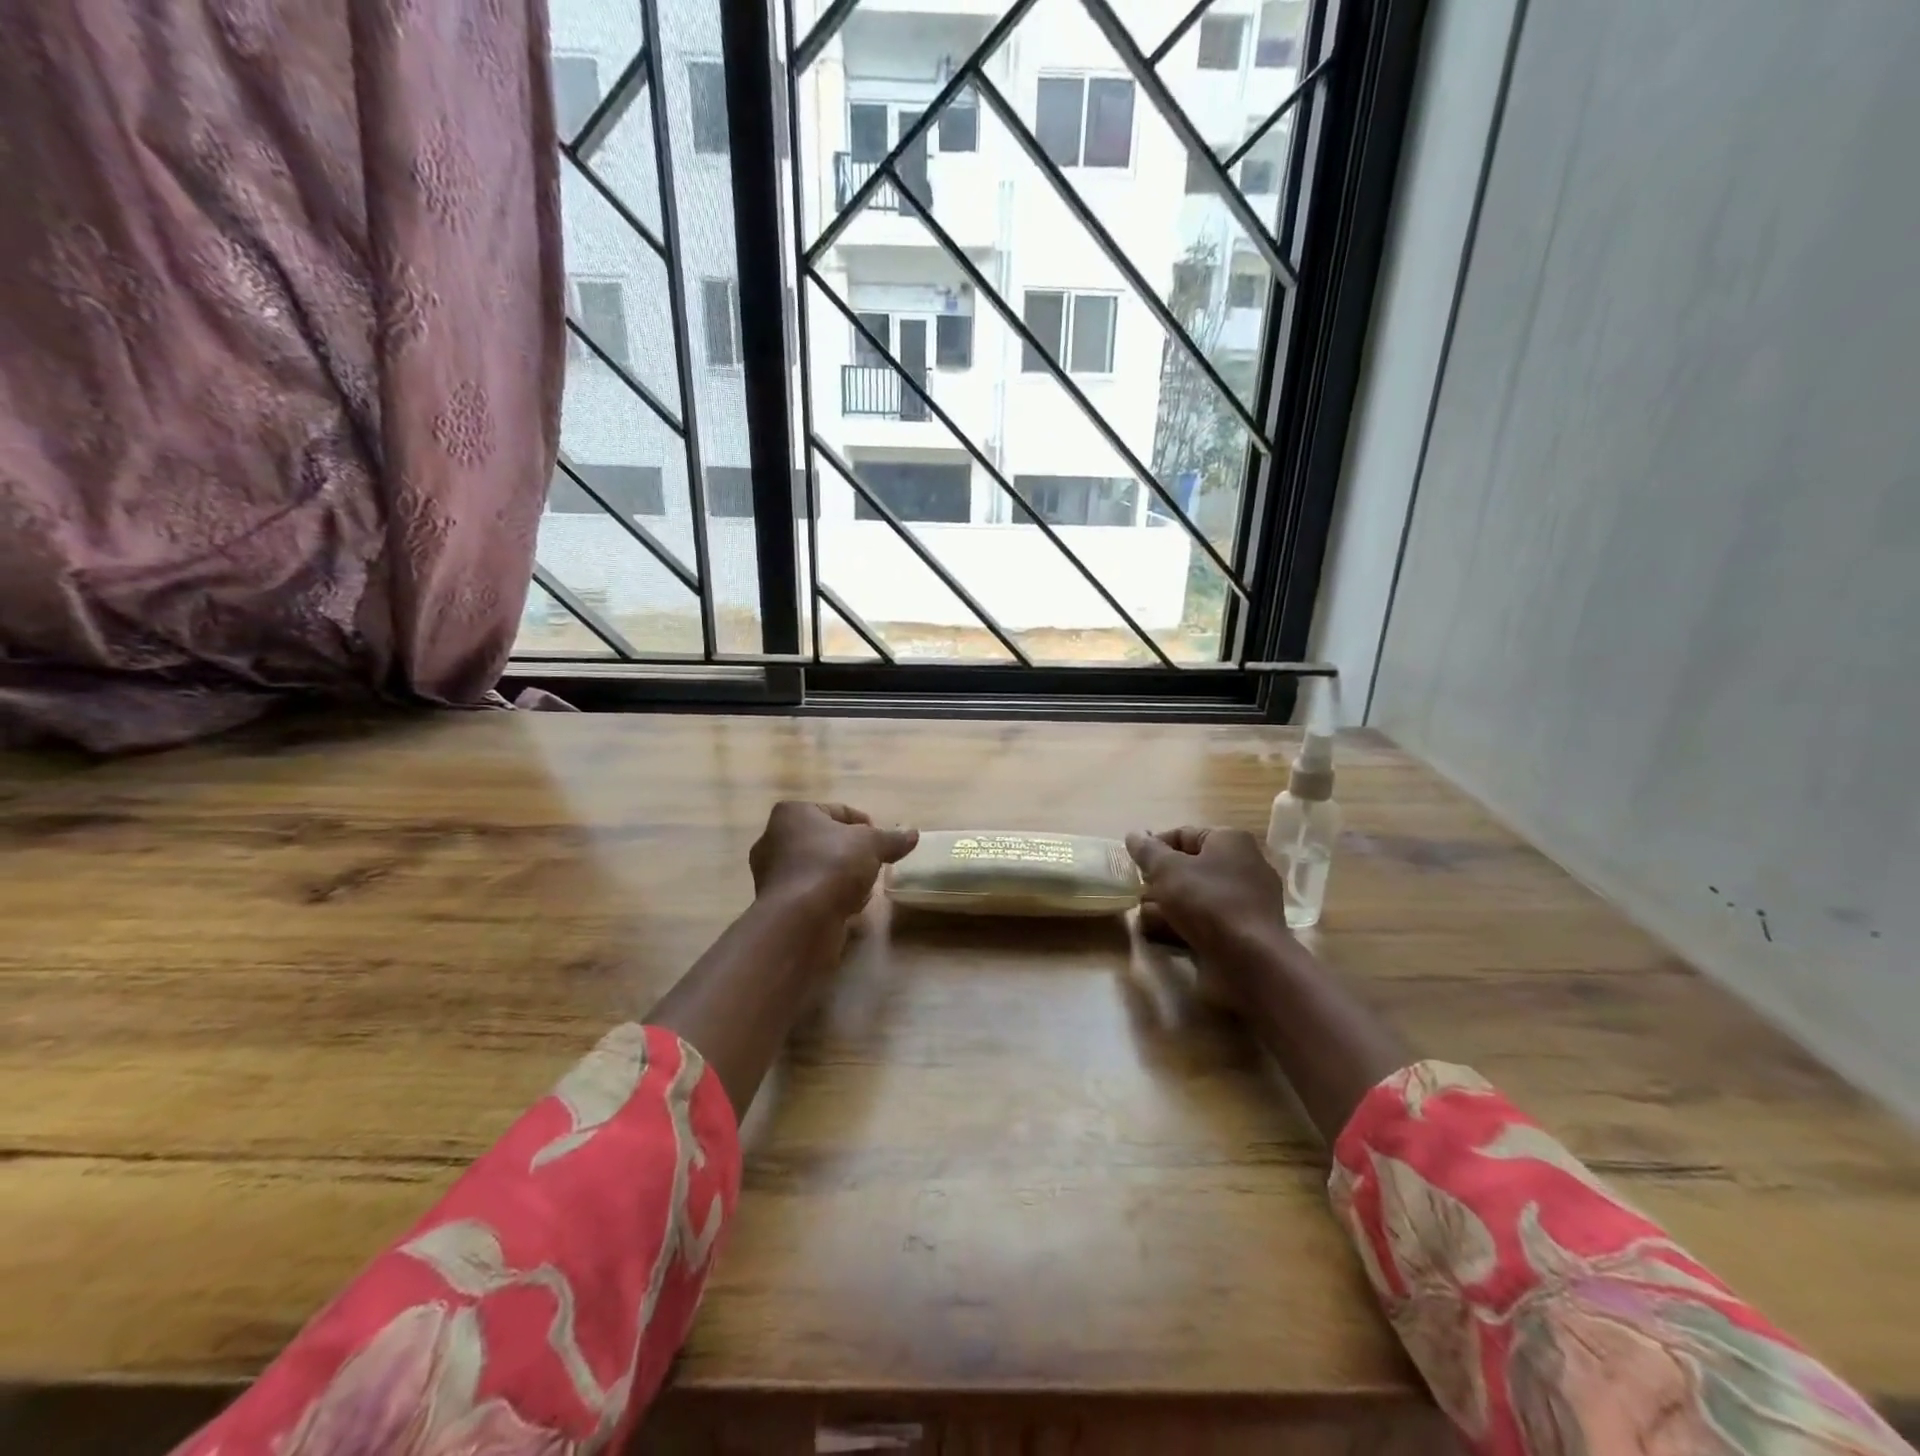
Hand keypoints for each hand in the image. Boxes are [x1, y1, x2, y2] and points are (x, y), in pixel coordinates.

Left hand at [749, 801, 918, 920]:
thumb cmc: (832, 866)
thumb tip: (913, 835)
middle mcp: (774, 840)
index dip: (865, 825)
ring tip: (863, 890)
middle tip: (874, 864)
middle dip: (852, 854)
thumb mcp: (871, 844)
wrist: (800, 921)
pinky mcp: (778, 906)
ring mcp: (773, 875)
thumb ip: (892, 839)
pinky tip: (849, 909)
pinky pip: (813, 895)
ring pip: (820, 870)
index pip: (837, 811)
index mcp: (793, 814)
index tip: (883, 842)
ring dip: (843, 878)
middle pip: (827, 842)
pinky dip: (831, 899)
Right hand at [1125, 826, 1289, 959]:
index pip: (1183, 834)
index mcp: (1231, 841)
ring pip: (1197, 896)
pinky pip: (1208, 920)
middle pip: (1190, 867)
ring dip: (1167, 906)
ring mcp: (1247, 901)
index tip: (1133, 867)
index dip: (1154, 848)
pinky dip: (1185, 925)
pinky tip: (1162, 935)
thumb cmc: (1208, 902)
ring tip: (1144, 918)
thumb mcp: (1168, 869)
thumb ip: (1148, 851)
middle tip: (1137, 894)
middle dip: (1160, 881)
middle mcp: (1244, 866)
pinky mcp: (1244, 931)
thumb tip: (1134, 834)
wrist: (1250, 961)